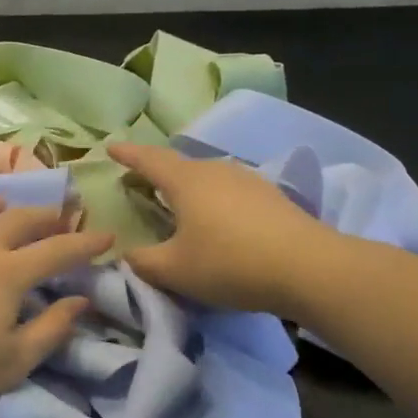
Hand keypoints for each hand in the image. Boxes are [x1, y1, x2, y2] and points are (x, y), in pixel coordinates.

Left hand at [0, 195, 111, 417]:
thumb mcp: (13, 363)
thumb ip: (52, 329)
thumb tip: (81, 299)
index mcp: (8, 273)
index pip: (58, 250)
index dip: (86, 243)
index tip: (107, 235)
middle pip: (17, 220)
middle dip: (44, 215)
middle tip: (58, 215)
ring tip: (2, 204)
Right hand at [107, 142, 328, 315]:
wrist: (307, 267)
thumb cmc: (229, 263)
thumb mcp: (174, 270)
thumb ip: (142, 262)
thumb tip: (127, 254)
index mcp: (186, 181)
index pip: (149, 160)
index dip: (127, 154)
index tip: (110, 147)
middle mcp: (215, 170)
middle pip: (179, 166)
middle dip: (156, 173)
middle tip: (140, 184)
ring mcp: (247, 180)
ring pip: (207, 178)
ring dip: (188, 187)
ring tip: (178, 204)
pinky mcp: (270, 196)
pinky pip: (229, 191)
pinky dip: (213, 200)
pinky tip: (217, 220)